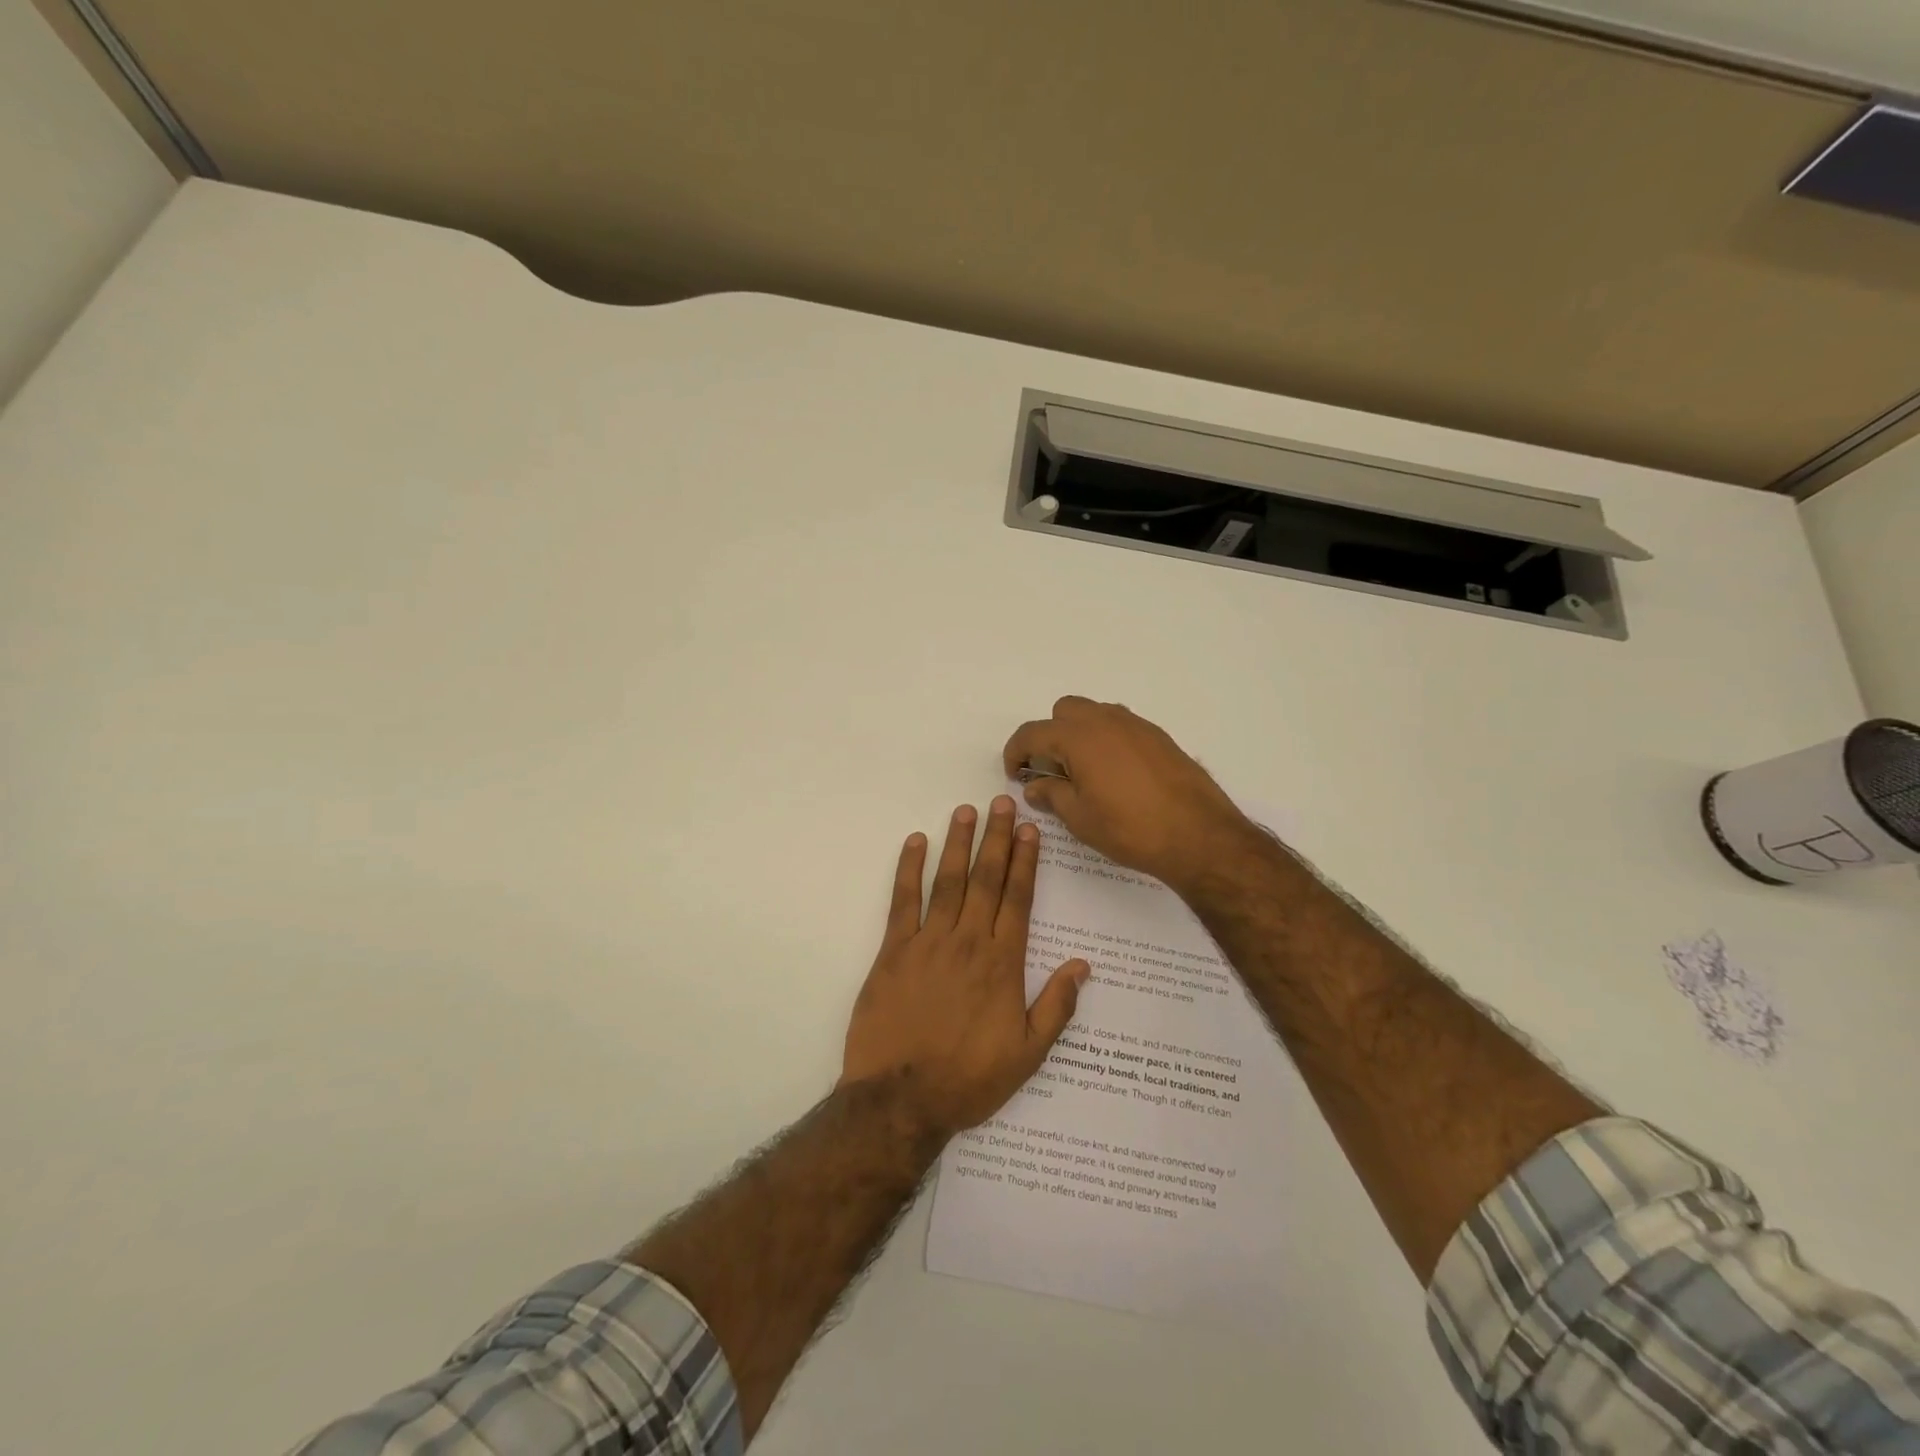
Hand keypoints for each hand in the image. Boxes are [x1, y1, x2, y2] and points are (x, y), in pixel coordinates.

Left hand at [841, 797, 1089, 1137]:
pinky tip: (915, 841)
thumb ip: (1057, 1006)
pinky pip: (903, 901)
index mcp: (1003, 962)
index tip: (1029, 829)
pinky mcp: (893, 951)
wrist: (901, 1100)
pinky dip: (909, 869)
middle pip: (987, 879)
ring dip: (958, 842)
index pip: (1019, 898)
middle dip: (996, 838)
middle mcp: (969, 941)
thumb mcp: (1028, 1054)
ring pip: (948, 881)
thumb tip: (1083, 966)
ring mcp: (929, 942)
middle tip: (1002, 802)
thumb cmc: (969, 1079)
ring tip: (966, 810)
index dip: (1026, 861)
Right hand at [1002, 696, 1258, 891]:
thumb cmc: (1130, 829)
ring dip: (1079, 735)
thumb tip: (1036, 786)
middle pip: (1063, 711)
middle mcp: (1105, 720)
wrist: (1199, 835)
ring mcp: (1136, 725)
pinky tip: (1116, 776)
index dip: (1016, 753)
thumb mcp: (1080, 818)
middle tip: (1052, 771)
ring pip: (1095, 715)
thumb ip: (1052, 795)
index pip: (1032, 733)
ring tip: (1084, 773)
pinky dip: (1107, 741)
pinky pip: (1121, 727)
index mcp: (1078, 737)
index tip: (1016, 775)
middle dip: (1049, 736)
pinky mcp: (1159, 737)